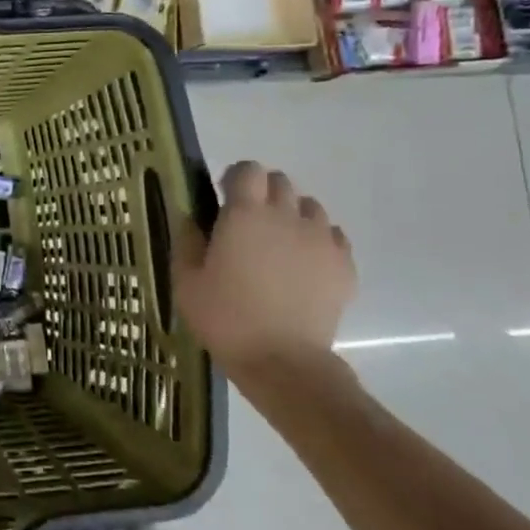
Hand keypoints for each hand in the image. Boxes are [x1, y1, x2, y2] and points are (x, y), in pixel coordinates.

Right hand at [174, 162, 356, 371]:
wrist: (282, 360)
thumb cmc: (224, 317)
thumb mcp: (185, 280)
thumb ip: (187, 240)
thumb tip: (191, 217)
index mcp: (244, 214)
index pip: (248, 169)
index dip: (235, 178)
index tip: (223, 200)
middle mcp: (286, 216)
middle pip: (281, 182)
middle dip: (263, 194)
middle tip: (248, 225)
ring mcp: (321, 239)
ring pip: (310, 206)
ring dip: (292, 215)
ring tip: (278, 245)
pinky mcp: (343, 264)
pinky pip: (333, 235)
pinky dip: (317, 241)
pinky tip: (302, 265)